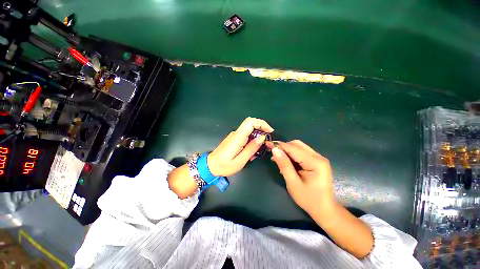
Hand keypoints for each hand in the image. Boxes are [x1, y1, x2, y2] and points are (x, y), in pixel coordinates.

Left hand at [208, 117, 273, 176]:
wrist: (211, 165)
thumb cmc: (224, 165)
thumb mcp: (240, 160)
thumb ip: (251, 148)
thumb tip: (262, 138)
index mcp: (237, 137)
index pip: (250, 122)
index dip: (262, 123)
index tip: (270, 131)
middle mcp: (236, 133)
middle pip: (251, 125)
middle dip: (261, 131)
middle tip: (266, 143)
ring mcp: (235, 135)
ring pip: (250, 131)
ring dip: (257, 138)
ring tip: (257, 151)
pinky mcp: (234, 138)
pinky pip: (246, 136)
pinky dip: (252, 141)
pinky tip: (251, 152)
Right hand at [267, 140, 334, 215]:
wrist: (324, 209)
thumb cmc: (308, 199)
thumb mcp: (293, 183)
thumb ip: (284, 165)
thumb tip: (274, 150)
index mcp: (315, 163)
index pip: (294, 148)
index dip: (280, 146)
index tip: (268, 145)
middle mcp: (319, 157)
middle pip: (297, 144)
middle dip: (284, 147)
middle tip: (274, 155)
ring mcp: (319, 158)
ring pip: (299, 146)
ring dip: (287, 150)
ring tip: (279, 159)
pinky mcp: (317, 160)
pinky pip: (302, 152)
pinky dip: (292, 154)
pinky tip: (287, 161)